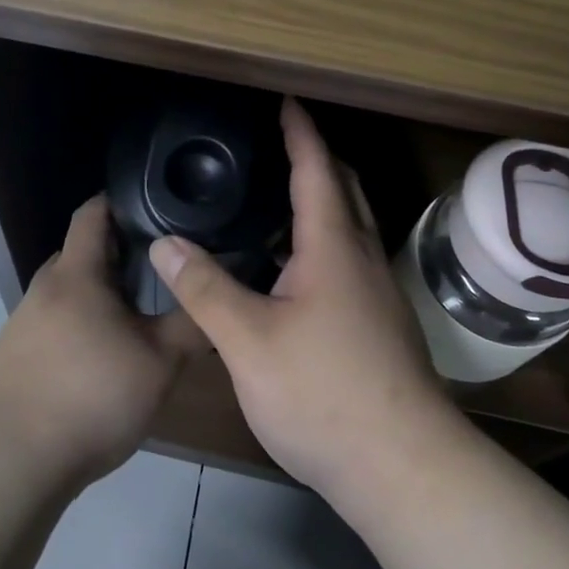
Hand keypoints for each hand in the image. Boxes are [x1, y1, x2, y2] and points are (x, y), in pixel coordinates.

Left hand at [0, 196, 204, 487]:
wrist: (13, 461)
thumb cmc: (92, 397)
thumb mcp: (158, 363)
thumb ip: (190, 324)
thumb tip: (213, 295)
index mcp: (76, 275)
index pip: (92, 213)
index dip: (119, 202)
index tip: (151, 208)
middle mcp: (43, 289)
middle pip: (79, 254)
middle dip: (114, 255)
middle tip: (155, 272)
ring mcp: (21, 323)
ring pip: (65, 293)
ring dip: (95, 297)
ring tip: (131, 320)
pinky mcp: (10, 357)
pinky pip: (50, 325)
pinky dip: (75, 328)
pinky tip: (96, 363)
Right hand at [147, 98, 452, 500]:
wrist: (404, 468)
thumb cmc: (324, 394)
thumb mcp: (249, 342)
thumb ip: (205, 289)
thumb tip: (165, 242)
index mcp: (334, 248)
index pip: (317, 169)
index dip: (300, 132)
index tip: (286, 101)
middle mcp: (363, 258)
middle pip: (344, 189)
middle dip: (316, 159)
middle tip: (276, 146)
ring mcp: (377, 293)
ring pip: (350, 227)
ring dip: (319, 203)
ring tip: (272, 203)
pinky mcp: (379, 323)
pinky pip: (349, 259)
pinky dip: (321, 242)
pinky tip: (289, 271)